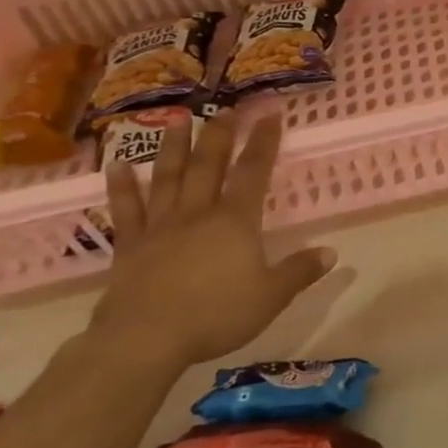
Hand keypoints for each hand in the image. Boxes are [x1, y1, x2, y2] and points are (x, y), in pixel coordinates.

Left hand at [88, 111, 334, 372]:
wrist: (144, 339)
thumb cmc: (216, 315)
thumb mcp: (272, 296)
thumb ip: (299, 271)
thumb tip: (330, 252)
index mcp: (235, 221)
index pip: (253, 172)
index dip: (264, 142)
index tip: (270, 114)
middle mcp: (198, 213)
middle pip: (209, 165)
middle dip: (220, 135)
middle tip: (226, 108)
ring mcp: (160, 227)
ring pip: (167, 178)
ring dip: (173, 147)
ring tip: (177, 119)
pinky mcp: (130, 246)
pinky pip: (126, 209)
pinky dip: (121, 186)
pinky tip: (117, 165)